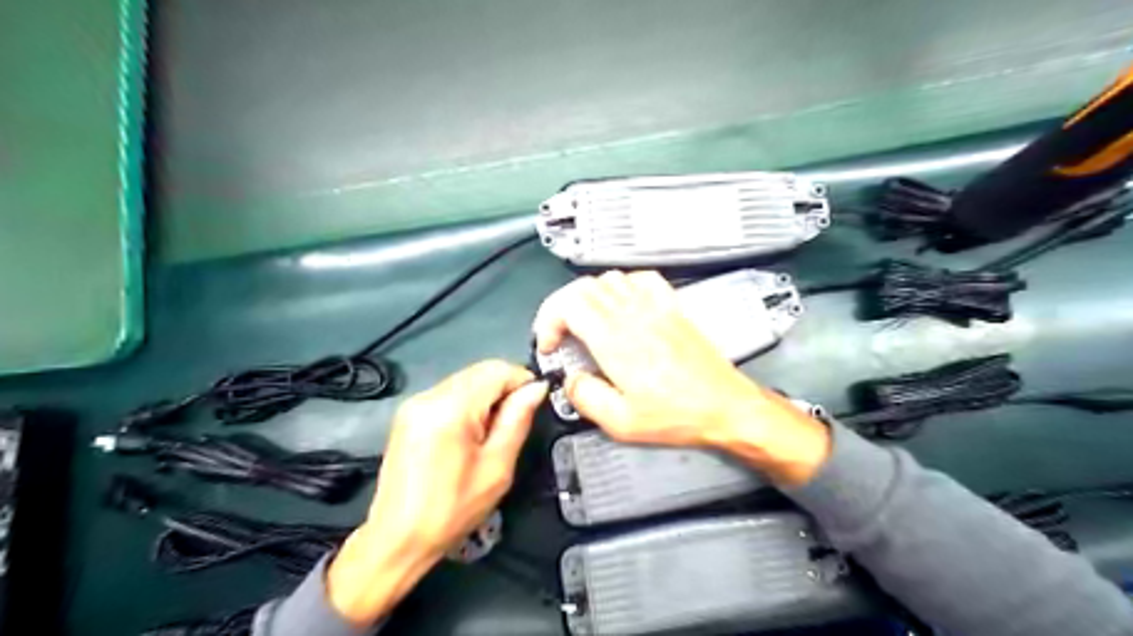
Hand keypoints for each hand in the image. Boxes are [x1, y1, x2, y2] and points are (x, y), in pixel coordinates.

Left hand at [326, 363, 546, 625]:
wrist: (397, 539)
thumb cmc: (452, 510)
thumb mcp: (497, 468)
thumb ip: (517, 420)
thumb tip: (537, 389)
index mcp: (450, 408)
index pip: (497, 370)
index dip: (523, 381)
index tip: (534, 404)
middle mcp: (429, 396)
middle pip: (480, 370)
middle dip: (505, 388)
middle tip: (514, 423)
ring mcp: (415, 402)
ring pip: (466, 379)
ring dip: (487, 395)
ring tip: (491, 433)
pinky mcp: (408, 413)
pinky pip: (449, 392)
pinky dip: (468, 403)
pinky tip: (470, 433)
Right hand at [530, 271, 829, 484]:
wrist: (725, 406)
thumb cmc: (678, 415)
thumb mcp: (622, 422)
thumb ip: (586, 398)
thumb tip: (571, 380)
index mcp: (615, 341)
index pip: (568, 304)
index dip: (548, 320)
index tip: (550, 344)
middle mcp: (633, 315)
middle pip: (583, 287)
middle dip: (561, 308)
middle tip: (560, 335)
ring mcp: (655, 307)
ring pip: (609, 279)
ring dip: (587, 296)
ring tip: (585, 322)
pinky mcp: (673, 307)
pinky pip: (642, 279)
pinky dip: (622, 285)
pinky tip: (622, 304)